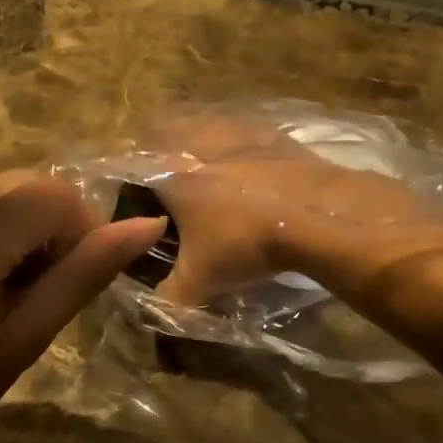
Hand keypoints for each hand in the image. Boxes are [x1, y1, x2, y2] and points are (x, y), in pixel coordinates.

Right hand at [127, 116, 442, 307]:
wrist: (316, 217)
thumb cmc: (246, 243)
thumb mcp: (200, 280)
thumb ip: (167, 299)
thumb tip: (149, 313)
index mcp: (170, 172)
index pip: (131, 166)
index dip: (125, 182)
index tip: (128, 200)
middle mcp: (197, 144)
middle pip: (164, 137)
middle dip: (158, 157)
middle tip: (163, 184)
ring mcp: (236, 135)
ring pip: (203, 129)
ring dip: (195, 143)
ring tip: (200, 169)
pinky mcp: (270, 136)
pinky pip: (240, 132)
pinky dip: (235, 144)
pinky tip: (243, 164)